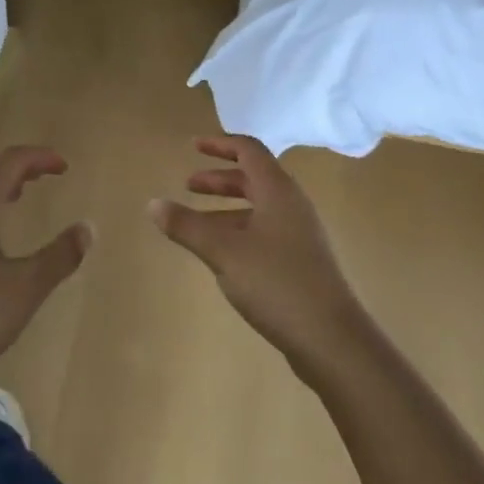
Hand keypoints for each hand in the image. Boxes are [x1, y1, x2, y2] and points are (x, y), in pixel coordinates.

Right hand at [150, 136, 365, 374]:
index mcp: (278, 191)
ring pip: (259, 208)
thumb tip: (153, 204)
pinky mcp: (300, 262)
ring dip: (227, 208)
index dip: (221, 144)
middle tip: (188, 186)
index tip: (193, 146)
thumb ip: (187, 226)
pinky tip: (222, 255)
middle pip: (254, 178)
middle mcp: (292, 205)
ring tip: (197, 223)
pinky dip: (239, 231)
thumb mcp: (223, 252)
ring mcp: (299, 235)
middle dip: (220, 179)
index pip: (249, 151)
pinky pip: (264, 232)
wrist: (331, 338)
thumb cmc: (276, 283)